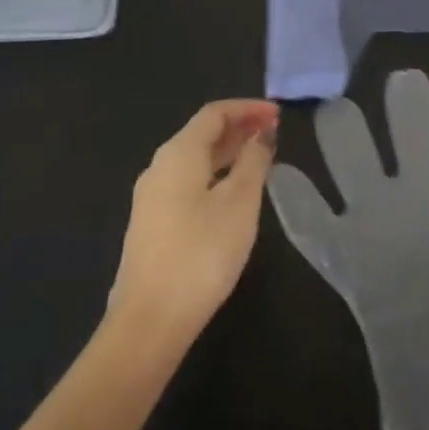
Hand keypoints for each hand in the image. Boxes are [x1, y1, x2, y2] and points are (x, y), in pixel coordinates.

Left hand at [108, 99, 279, 345]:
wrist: (150, 321)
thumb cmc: (201, 253)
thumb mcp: (239, 203)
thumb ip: (253, 162)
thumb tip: (262, 135)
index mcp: (178, 153)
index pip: (214, 114)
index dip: (248, 108)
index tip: (279, 114)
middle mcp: (159, 167)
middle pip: (201, 134)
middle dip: (239, 128)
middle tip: (274, 133)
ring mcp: (151, 197)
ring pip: (194, 160)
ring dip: (228, 152)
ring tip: (261, 159)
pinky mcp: (152, 224)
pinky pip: (188, 182)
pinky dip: (215, 174)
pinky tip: (234, 193)